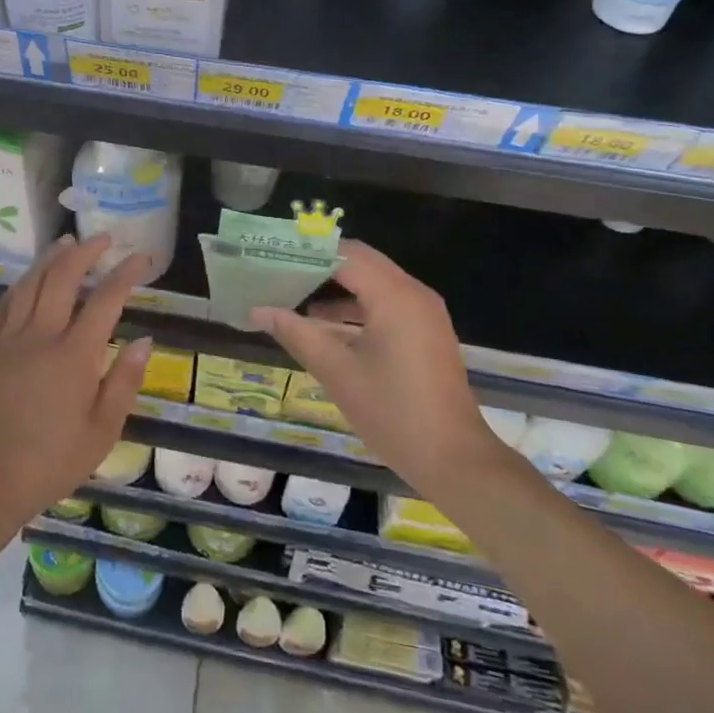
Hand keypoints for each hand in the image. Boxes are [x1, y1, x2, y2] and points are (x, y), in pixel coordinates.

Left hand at [0, 234, 153, 527]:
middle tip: (102, 239)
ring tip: (66, 243)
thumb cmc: (50, 462)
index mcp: (75, 355)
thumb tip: (143, 340)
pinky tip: (28, 278)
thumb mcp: (101, 432)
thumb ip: (124, 381)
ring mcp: (8, 339)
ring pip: (31, 283)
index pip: (106, 299)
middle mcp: (41, 335)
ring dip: (51, 258)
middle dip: (85, 251)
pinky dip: (21, 284)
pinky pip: (4, 304)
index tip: (141, 256)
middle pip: (63, 277)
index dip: (126, 273)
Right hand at [251, 240, 495, 496]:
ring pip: (374, 281)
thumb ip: (296, 333)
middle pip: (361, 261)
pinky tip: (326, 325)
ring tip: (294, 296)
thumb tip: (258, 311)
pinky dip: (358, 304)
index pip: (344, 254)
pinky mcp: (427, 331)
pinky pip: (387, 301)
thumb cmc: (392, 412)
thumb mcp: (337, 372)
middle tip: (280, 271)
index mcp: (393, 295)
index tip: (274, 256)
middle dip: (320, 265)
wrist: (454, 460)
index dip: (308, 252)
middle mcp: (413, 292)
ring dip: (338, 285)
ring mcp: (424, 312)